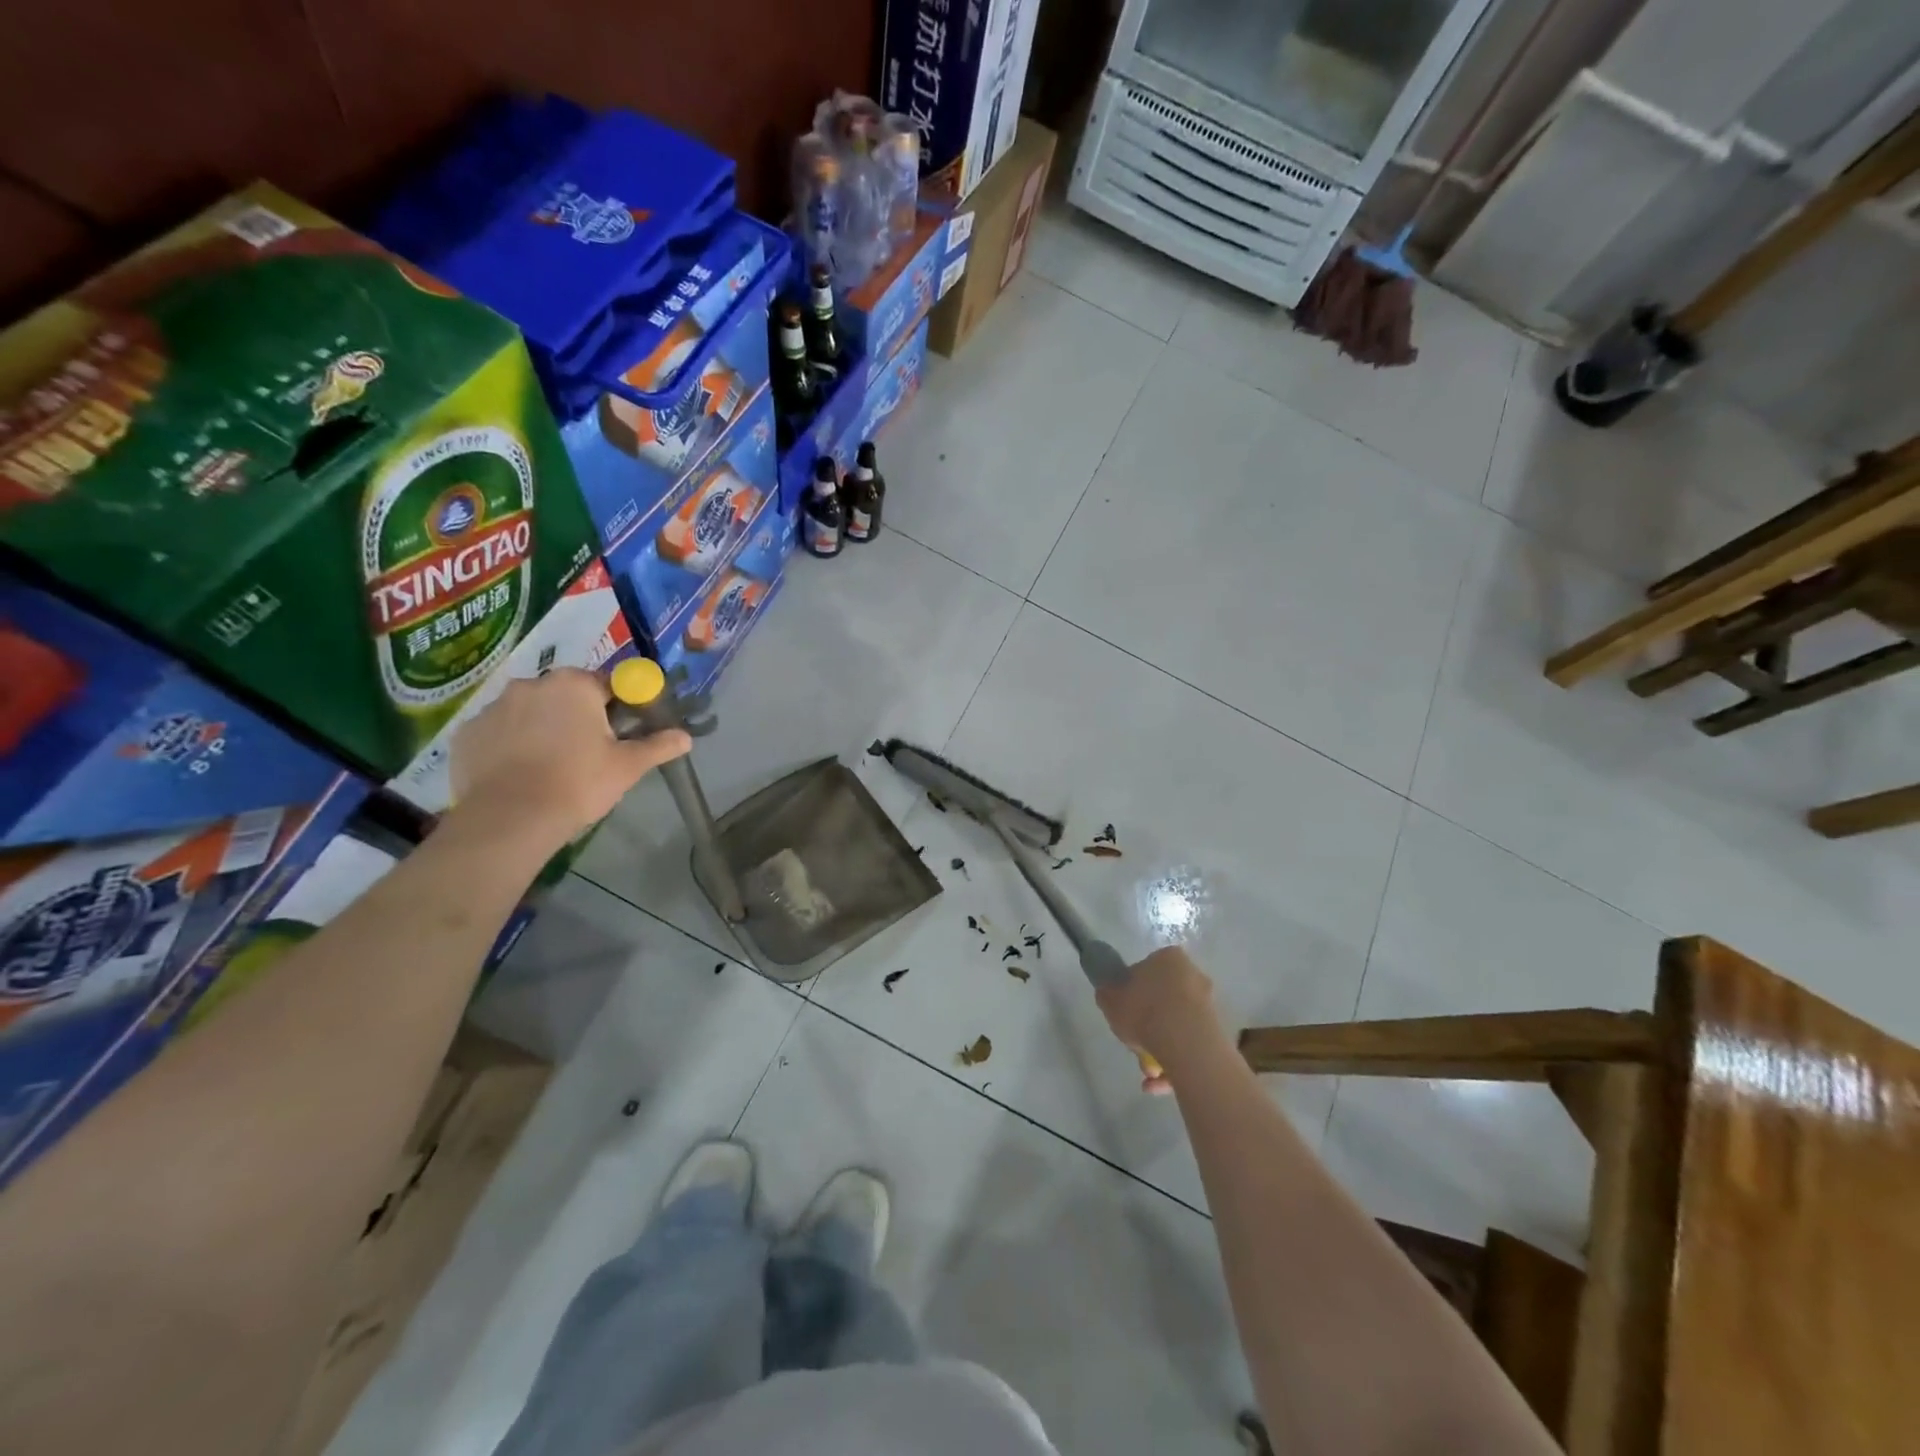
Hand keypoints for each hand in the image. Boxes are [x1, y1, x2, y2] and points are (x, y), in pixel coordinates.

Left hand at [448, 668, 690, 851]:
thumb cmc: (579, 783)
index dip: (618, 706)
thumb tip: (686, 738)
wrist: (510, 819)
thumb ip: (658, 746)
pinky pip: (499, 732)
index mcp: (574, 685)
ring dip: (541, 727)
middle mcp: (532, 684)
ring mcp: (493, 707)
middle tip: (588, 752)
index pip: (606, 683)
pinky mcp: (467, 733)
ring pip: (529, 711)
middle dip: (577, 715)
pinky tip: (519, 773)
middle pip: (565, 694)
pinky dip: (510, 745)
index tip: (621, 732)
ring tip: (550, 765)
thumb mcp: (628, 766)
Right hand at [1095, 945, 1224, 1093]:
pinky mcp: (1219, 1032)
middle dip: (1148, 1026)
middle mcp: (1193, 975)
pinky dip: (1175, 1063)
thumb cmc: (1145, 1012)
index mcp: (1169, 958)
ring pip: (1177, 1026)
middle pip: (1163, 1000)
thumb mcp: (1110, 1000)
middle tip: (1134, 1045)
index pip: (1146, 970)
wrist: (1187, 1045)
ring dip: (1160, 1049)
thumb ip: (1108, 994)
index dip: (1132, 991)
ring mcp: (1209, 1005)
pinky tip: (1159, 1084)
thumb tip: (1110, 994)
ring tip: (1148, 1074)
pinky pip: (1190, 1045)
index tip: (1124, 1011)